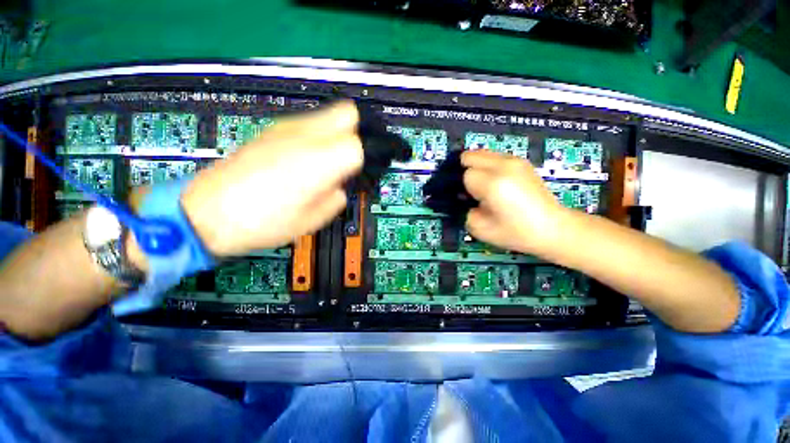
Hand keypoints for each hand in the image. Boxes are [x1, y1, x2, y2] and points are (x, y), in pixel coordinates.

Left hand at [181, 101, 362, 256]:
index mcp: (320, 161)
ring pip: (327, 115)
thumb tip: (339, 185)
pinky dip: (316, 135)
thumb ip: (337, 198)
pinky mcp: (271, 129)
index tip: (355, 175)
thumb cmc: (264, 223)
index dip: (363, 161)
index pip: (359, 146)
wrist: (207, 212)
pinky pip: (307, 123)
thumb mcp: (313, 220)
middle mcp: (306, 135)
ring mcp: (286, 128)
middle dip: (355, 134)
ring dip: (336, 134)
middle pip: (347, 114)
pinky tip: (303, 158)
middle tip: (347, 160)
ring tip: (325, 161)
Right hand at [462, 150, 568, 255]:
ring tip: (485, 185)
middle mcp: (503, 166)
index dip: (463, 187)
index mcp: (493, 183)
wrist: (553, 228)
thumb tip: (464, 196)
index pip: (465, 174)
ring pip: (482, 153)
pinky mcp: (522, 162)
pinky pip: (495, 156)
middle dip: (466, 170)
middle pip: (471, 155)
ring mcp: (515, 161)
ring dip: (477, 166)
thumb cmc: (516, 232)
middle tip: (472, 189)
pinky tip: (498, 182)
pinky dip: (490, 166)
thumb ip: (465, 210)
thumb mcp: (479, 229)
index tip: (469, 199)